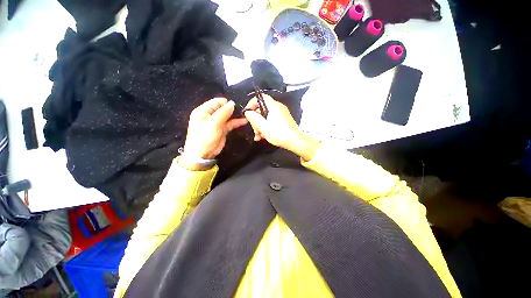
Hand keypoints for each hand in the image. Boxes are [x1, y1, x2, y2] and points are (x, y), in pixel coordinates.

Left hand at [180, 98, 246, 169]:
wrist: (203, 154)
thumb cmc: (205, 137)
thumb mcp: (213, 123)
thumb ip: (223, 112)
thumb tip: (232, 103)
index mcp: (204, 111)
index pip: (217, 102)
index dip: (227, 102)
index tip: (237, 105)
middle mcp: (210, 115)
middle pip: (223, 108)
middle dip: (233, 109)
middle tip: (244, 109)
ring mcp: (217, 123)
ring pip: (228, 116)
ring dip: (236, 116)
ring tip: (246, 115)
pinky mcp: (222, 130)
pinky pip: (230, 124)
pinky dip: (236, 122)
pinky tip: (244, 121)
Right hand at [244, 95, 319, 160]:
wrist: (295, 141)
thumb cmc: (280, 134)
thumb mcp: (264, 127)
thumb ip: (254, 118)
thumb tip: (248, 112)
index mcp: (274, 107)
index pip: (261, 97)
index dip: (252, 103)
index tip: (248, 112)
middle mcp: (278, 108)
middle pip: (262, 109)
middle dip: (256, 120)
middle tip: (255, 130)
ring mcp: (281, 114)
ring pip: (266, 116)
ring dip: (260, 126)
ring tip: (259, 136)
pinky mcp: (283, 120)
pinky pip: (271, 120)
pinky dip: (266, 127)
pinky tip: (263, 136)